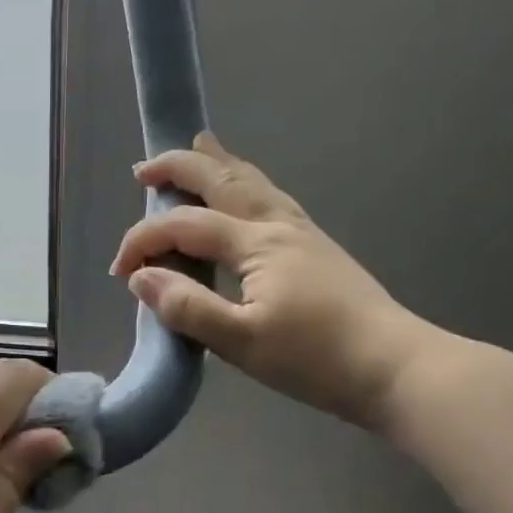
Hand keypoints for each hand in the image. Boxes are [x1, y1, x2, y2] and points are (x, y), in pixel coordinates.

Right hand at [109, 131, 446, 432]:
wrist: (393, 367)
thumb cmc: (315, 358)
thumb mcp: (241, 342)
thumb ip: (187, 308)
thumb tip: (141, 279)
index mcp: (256, 244)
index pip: (184, 226)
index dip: (143, 240)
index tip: (118, 272)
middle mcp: (278, 226)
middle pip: (222, 181)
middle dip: (179, 168)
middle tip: (144, 167)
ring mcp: (302, 233)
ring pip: (253, 183)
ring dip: (218, 164)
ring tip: (200, 145)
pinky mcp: (316, 248)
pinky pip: (271, 198)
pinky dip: (247, 183)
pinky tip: (248, 193)